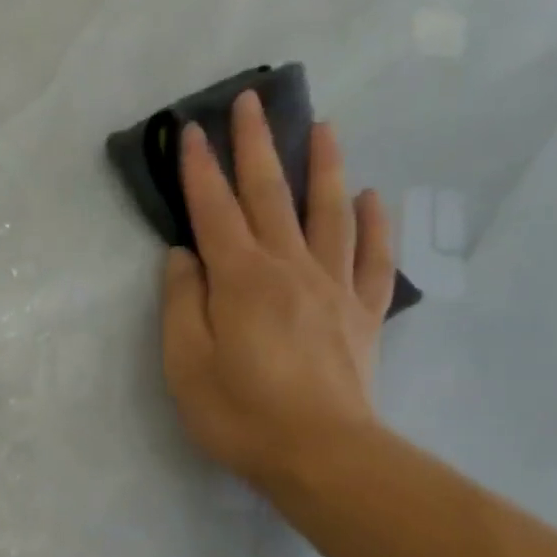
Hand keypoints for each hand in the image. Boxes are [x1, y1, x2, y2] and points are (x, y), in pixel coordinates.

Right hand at [161, 90, 395, 497]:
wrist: (321, 456)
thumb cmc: (240, 413)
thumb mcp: (186, 363)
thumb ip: (182, 302)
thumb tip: (183, 255)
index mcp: (241, 279)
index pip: (214, 210)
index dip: (199, 169)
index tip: (189, 130)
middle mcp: (289, 268)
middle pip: (270, 195)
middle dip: (256, 145)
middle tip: (251, 101)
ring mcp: (332, 288)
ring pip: (329, 213)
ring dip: (323, 166)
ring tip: (323, 126)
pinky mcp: (361, 314)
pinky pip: (373, 259)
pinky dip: (375, 224)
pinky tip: (374, 199)